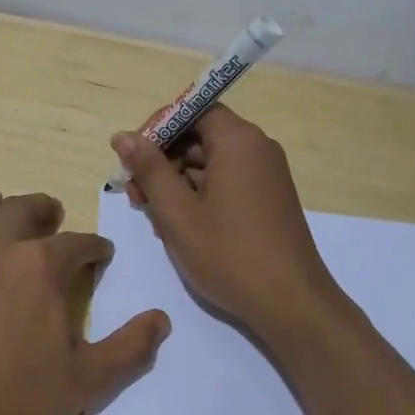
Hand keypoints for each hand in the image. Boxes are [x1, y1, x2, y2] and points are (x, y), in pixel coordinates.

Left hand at [0, 189, 168, 414]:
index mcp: (40, 268)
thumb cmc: (15, 404)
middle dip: (42, 208)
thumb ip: (131, 346)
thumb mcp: (88, 381)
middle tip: (52, 216)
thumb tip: (162, 318)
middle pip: (21, 210)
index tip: (101, 255)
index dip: (94, 248)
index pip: (78, 244)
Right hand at [112, 107, 339, 339]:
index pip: (193, 110)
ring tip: (156, 220)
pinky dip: (199, 198)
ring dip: (177, 184)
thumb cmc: (229, 254)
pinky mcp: (268, 200)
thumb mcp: (178, 212)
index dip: (159, 129)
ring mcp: (266, 176)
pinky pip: (226, 183)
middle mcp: (257, 149)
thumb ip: (149, 169)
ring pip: (210, 164)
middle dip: (163, 162)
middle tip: (136, 197)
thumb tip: (123, 136)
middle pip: (200, 137)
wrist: (291, 304)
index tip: (133, 158)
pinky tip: (181, 229)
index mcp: (239, 141)